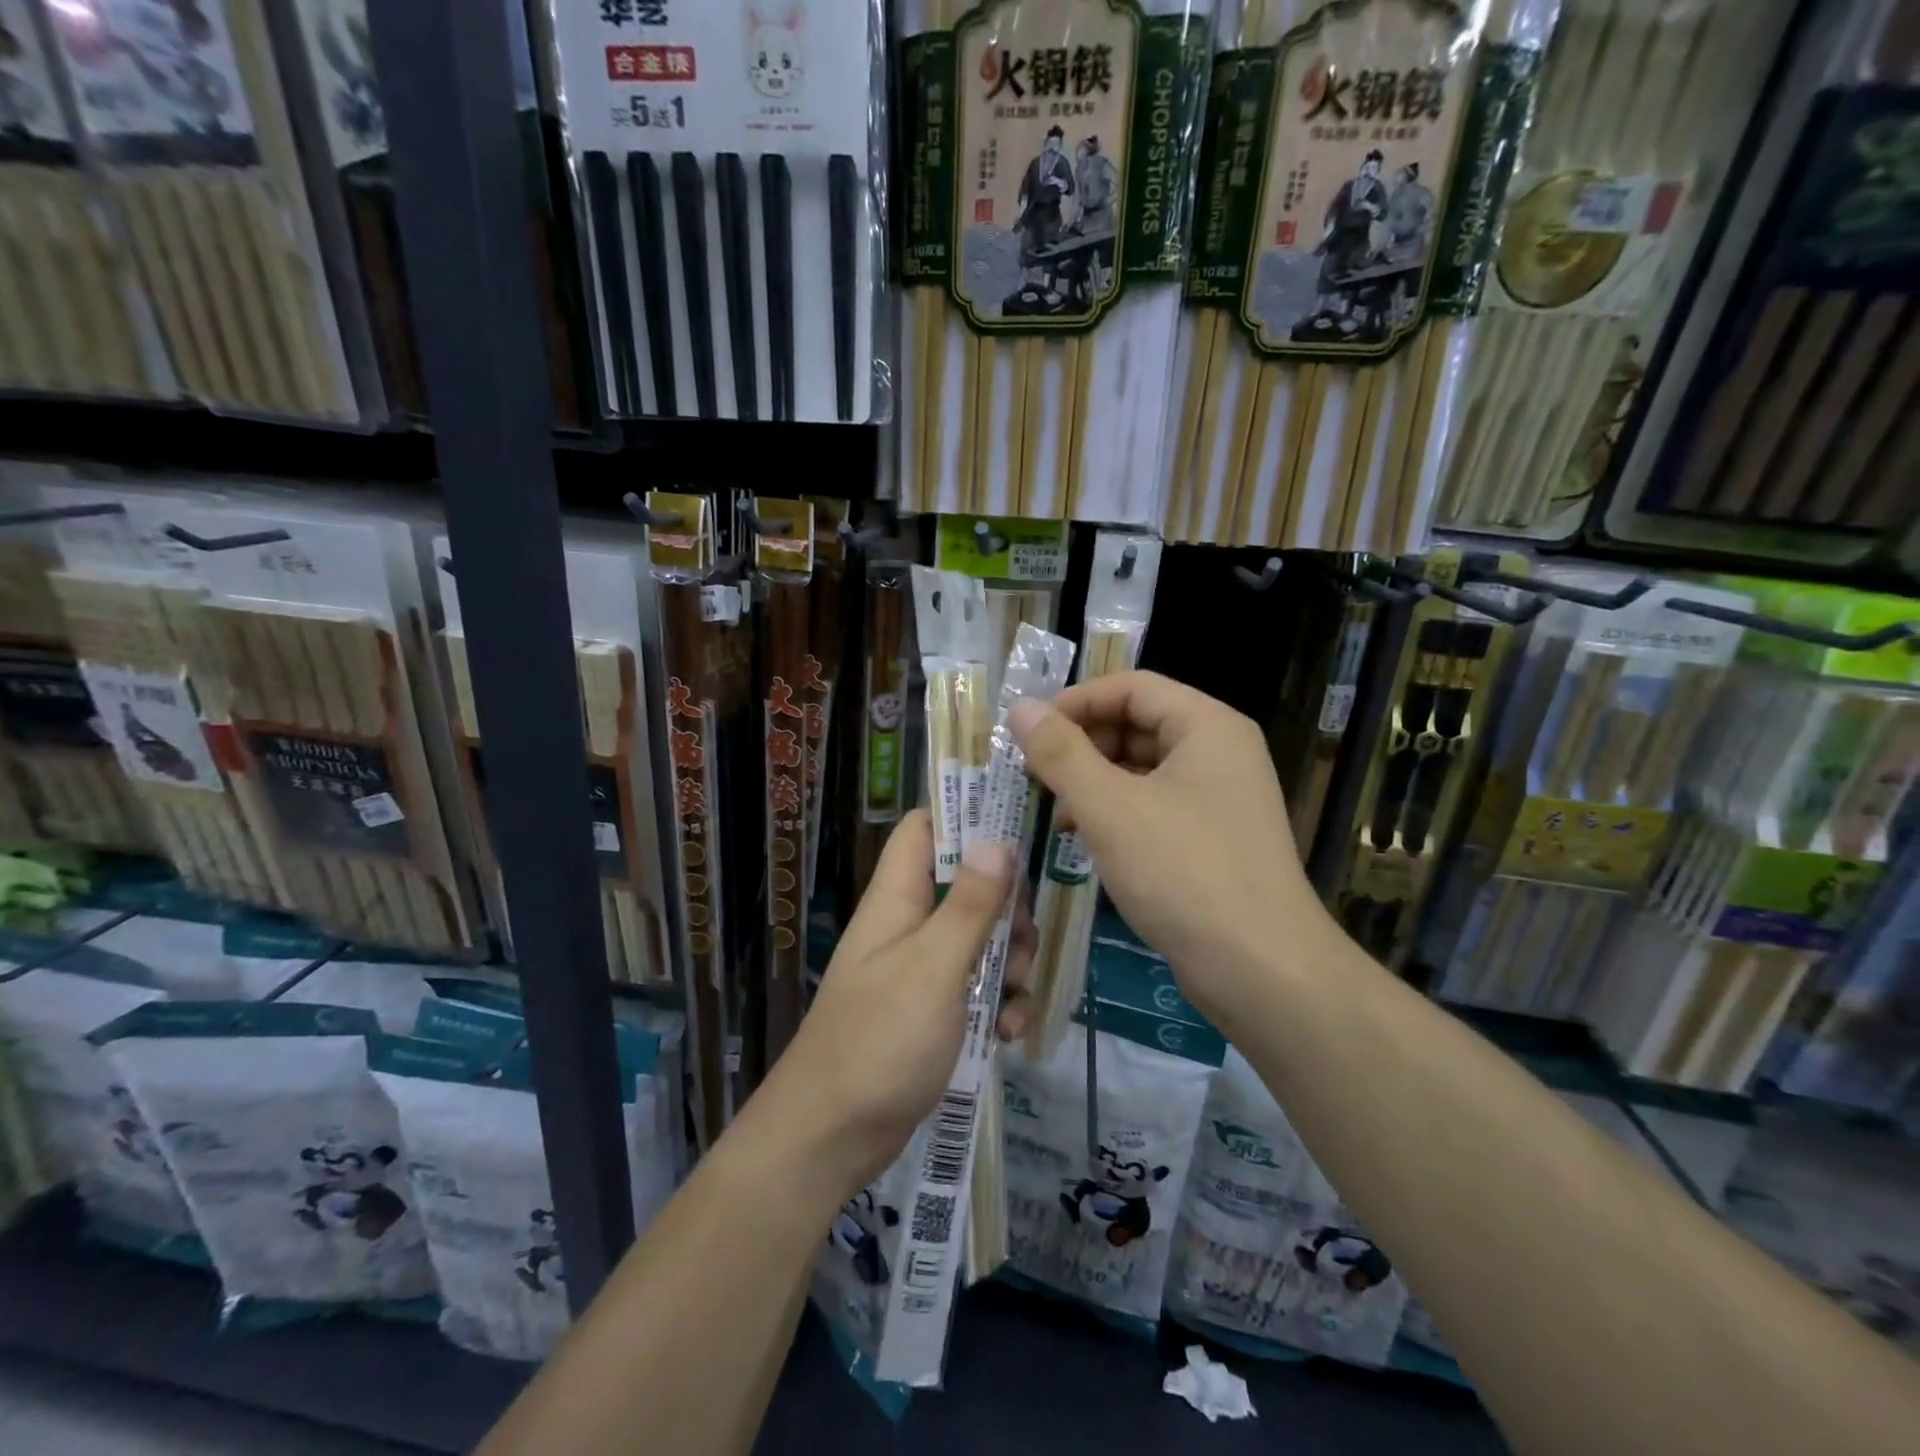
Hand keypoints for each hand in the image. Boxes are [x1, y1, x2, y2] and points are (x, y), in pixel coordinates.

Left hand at [766, 811, 1032, 1195]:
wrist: (831, 1138)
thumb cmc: (879, 1040)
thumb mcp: (933, 967)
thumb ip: (968, 905)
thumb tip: (996, 838)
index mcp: (897, 899)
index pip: (925, 830)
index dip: (966, 818)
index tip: (1017, 828)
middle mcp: (908, 926)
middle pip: (967, 886)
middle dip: (1006, 908)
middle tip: (1020, 938)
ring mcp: (921, 971)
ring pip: (981, 941)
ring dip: (1010, 964)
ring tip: (1016, 994)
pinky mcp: (934, 1013)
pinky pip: (978, 991)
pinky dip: (1000, 1006)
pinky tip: (1010, 1034)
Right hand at [1010, 672, 1330, 1027]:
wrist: (1261, 970)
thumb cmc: (1183, 872)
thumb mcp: (1109, 807)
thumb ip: (1060, 753)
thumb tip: (1020, 708)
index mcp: (1207, 726)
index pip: (1131, 687)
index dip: (1075, 701)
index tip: (1028, 732)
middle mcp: (1219, 752)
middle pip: (1137, 724)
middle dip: (1081, 745)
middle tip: (1033, 775)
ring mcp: (1219, 798)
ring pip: (1142, 769)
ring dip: (1093, 782)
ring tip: (1052, 812)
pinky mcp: (1213, 839)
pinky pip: (1154, 806)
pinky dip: (1115, 813)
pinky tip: (1083, 839)